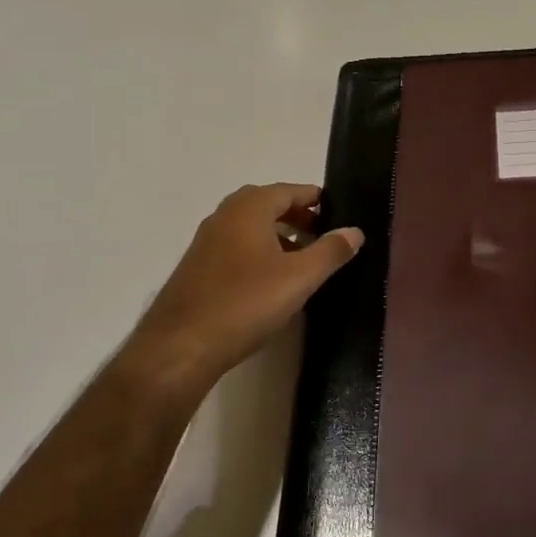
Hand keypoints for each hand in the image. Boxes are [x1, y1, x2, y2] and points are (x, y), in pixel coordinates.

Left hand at [113, 184, 363, 401]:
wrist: (181, 346)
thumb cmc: (245, 303)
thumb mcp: (299, 278)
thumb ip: (330, 252)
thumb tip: (355, 231)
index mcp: (249, 209)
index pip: (289, 190)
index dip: (314, 198)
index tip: (336, 210)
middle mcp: (224, 216)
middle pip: (267, 205)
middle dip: (297, 215)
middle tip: (322, 234)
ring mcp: (207, 241)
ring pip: (250, 227)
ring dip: (278, 235)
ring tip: (303, 259)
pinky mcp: (198, 267)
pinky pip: (236, 246)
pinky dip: (259, 251)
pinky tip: (271, 281)